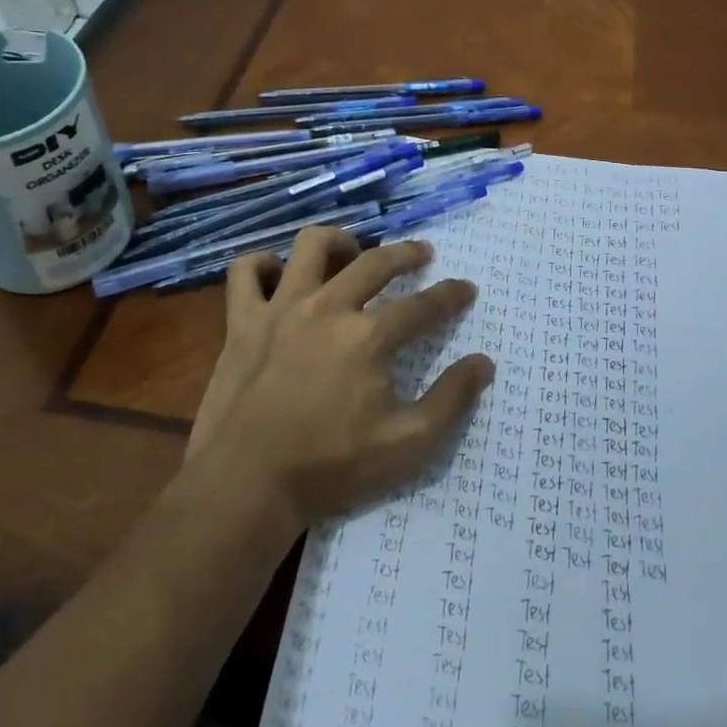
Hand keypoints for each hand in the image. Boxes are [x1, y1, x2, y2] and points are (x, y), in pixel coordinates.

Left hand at [185, 227, 493, 526]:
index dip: (451, 295)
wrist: (247, 484)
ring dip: (338, 241)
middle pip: (375, 262)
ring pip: (311, 246)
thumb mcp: (407, 444)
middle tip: (422, 253)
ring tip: (352, 251)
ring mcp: (280, 309)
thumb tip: (483, 362)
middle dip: (407, 253)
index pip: (423, 305)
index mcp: (369, 336)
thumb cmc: (331, 467)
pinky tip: (277, 273)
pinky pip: (246, 272)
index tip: (466, 288)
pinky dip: (262, 265)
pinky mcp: (242, 322)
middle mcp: (328, 308)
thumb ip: (451, 400)